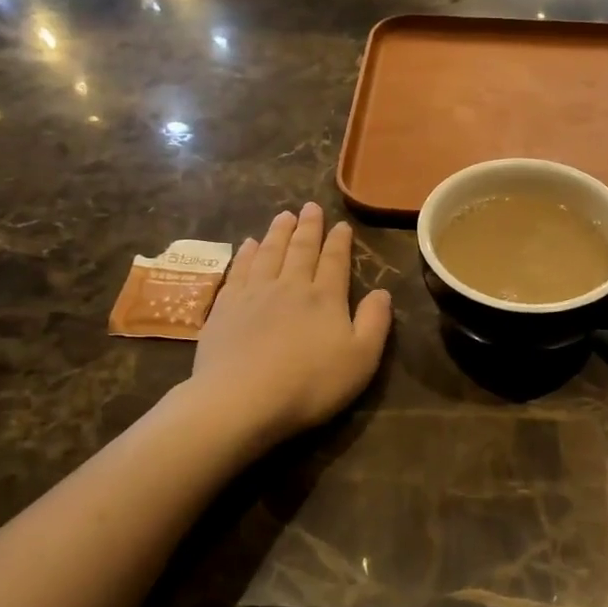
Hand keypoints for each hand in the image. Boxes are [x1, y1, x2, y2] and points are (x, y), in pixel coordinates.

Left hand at [191, 203, 393, 449]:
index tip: (341, 225)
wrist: (241, 399)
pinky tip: (248, 244)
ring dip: (277, 232)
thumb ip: (374, 322)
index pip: (334, 261)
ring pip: (268, 253)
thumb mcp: (361, 359)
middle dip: (308, 227)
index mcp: (325, 297)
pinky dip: (246, 253)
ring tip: (282, 216)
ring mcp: (253, 294)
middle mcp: (290, 285)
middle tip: (310, 207)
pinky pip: (239, 270)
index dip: (339, 242)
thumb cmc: (309, 383)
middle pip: (300, 249)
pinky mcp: (225, 307)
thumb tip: (382, 292)